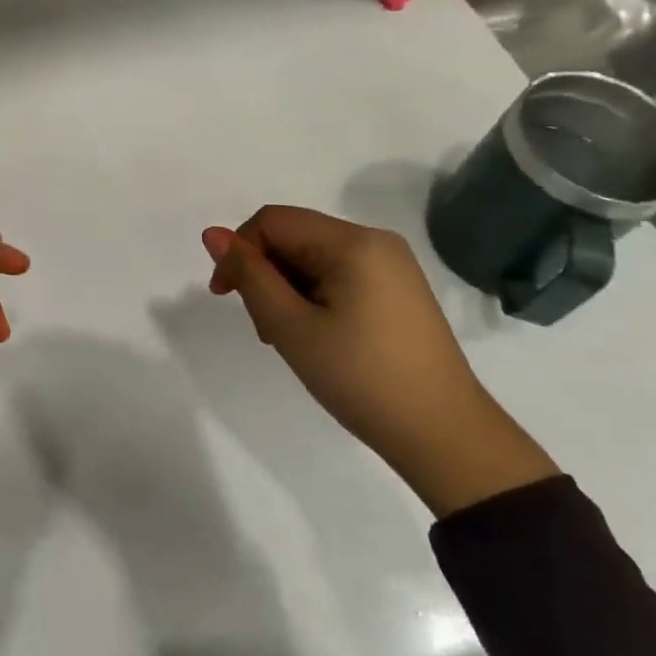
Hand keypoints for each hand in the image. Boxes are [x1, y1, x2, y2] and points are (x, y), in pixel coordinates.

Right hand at [202, 207, 555, 516]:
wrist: (442, 435)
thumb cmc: (360, 378)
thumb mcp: (291, 326)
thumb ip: (249, 275)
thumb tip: (212, 233)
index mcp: (353, 242)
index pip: (272, 221)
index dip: (239, 251)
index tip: (224, 297)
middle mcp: (375, 241)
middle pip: (294, 238)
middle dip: (265, 275)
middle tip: (266, 330)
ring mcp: (392, 266)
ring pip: (313, 259)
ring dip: (287, 291)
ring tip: (290, 340)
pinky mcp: (398, 291)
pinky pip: (339, 276)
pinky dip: (314, 299)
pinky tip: (317, 337)